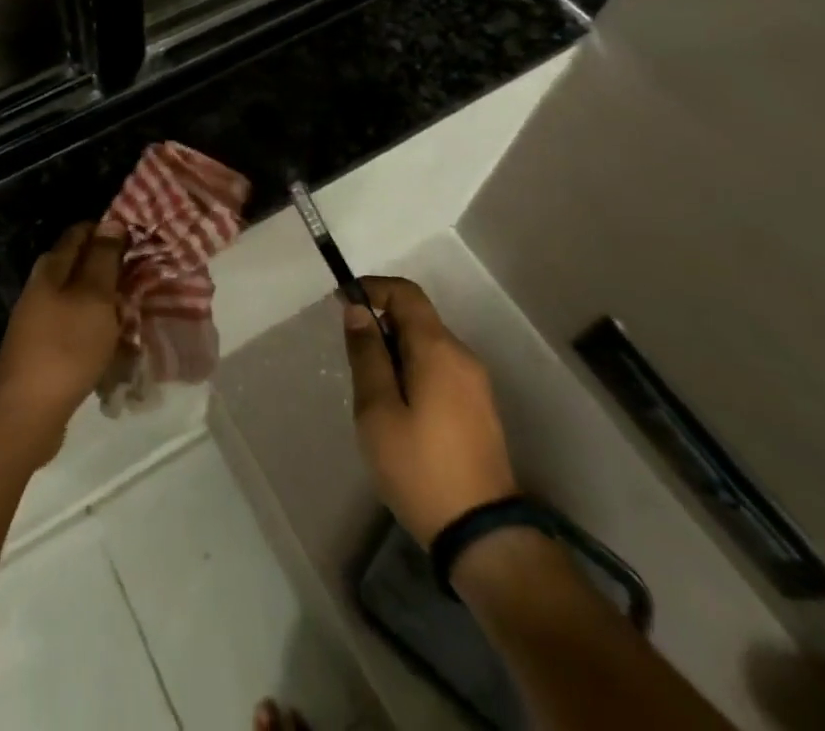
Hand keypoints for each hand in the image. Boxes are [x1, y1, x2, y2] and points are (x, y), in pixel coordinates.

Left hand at [0, 222, 126, 458]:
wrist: (26, 412)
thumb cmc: (65, 346)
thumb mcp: (94, 296)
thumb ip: (104, 258)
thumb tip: (111, 222)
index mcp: (52, 266)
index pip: (83, 231)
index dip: (112, 231)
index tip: (143, 240)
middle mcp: (44, 286)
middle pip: (84, 265)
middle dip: (115, 269)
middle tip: (150, 278)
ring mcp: (43, 318)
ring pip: (85, 299)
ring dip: (111, 303)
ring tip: (141, 312)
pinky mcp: (48, 348)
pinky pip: (81, 329)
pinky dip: (101, 331)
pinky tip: (121, 345)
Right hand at [343, 276, 518, 547]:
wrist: (482, 536)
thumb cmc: (420, 468)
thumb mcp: (377, 410)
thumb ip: (366, 355)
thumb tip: (358, 310)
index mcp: (438, 349)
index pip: (406, 293)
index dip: (372, 288)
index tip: (342, 305)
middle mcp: (463, 357)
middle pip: (416, 319)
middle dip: (380, 327)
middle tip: (353, 363)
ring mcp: (476, 384)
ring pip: (427, 347)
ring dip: (395, 353)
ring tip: (372, 395)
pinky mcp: (479, 409)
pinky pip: (439, 370)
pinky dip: (413, 373)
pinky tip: (399, 413)